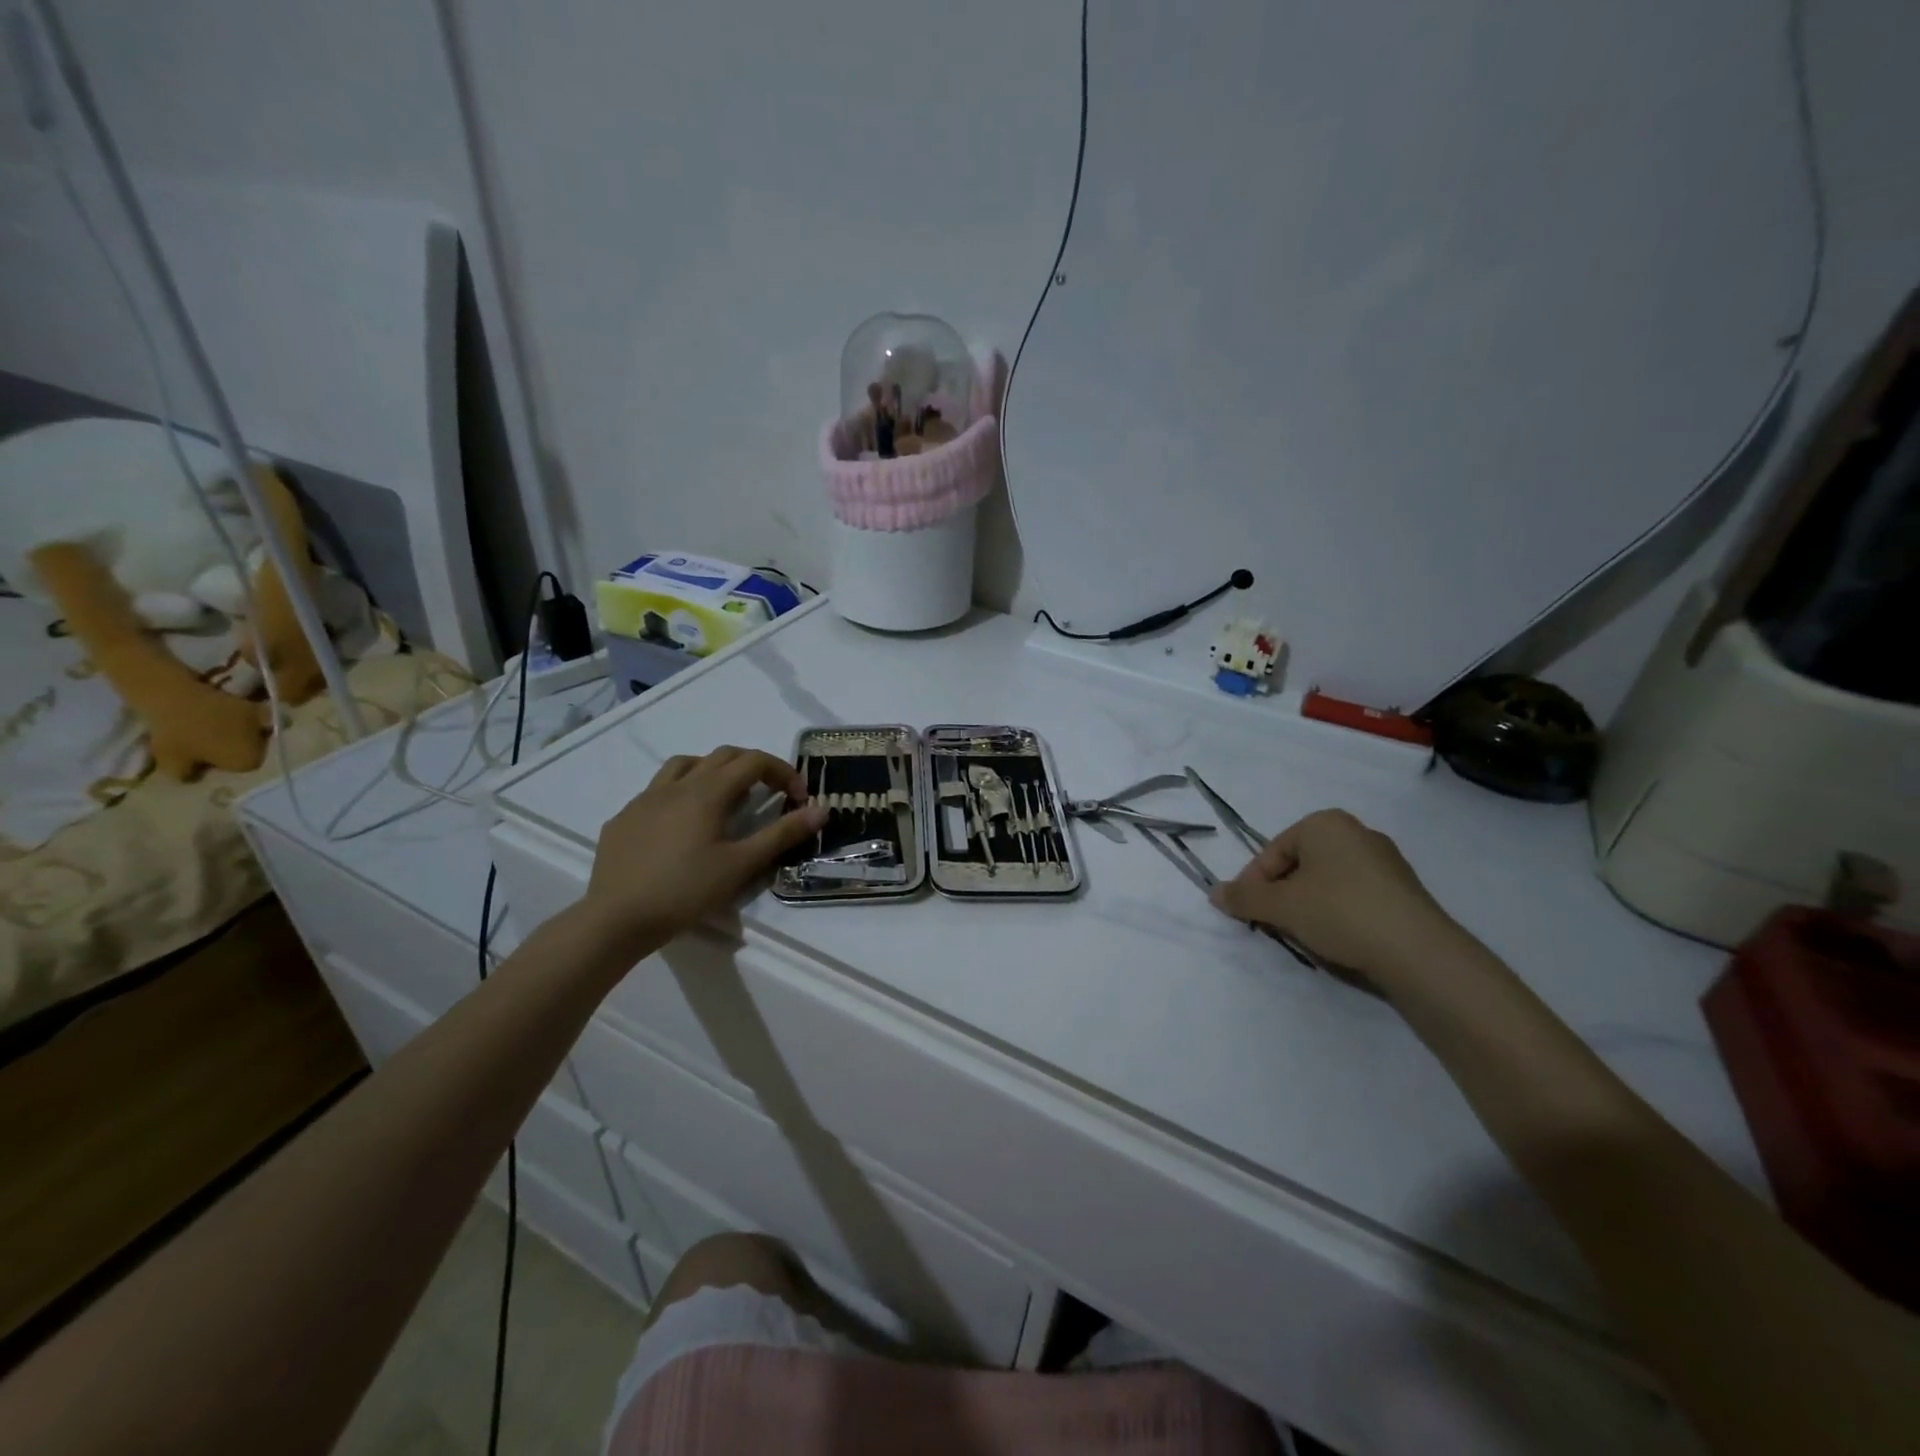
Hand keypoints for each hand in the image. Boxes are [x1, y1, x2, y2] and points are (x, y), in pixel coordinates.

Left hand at [581, 746, 826, 954]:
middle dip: (753, 767)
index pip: (754, 762)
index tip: (798, 798)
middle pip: (722, 756)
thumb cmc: (684, 891)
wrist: (615, 919)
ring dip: (713, 771)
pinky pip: (657, 791)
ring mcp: (644, 799)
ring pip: (685, 765)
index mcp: (707, 792)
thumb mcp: (741, 865)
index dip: (782, 772)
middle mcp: (676, 785)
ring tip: (725, 798)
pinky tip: (681, 825)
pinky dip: (681, 794)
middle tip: (770, 793)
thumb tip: (821, 810)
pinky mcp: (623, 818)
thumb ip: (782, 834)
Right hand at [1209, 809, 1467, 988]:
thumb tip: (1214, 893)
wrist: (1418, 951)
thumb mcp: (1281, 906)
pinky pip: (1355, 895)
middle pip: (1299, 864)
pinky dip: (1338, 912)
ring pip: (1327, 881)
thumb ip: (1244, 898)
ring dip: (1308, 904)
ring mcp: (1385, 861)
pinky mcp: (1404, 890)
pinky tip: (1338, 938)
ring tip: (1304, 934)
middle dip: (1281, 893)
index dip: (1253, 883)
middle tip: (1273, 923)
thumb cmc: (1340, 912)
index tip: (1247, 912)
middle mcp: (1356, 832)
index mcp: (1324, 823)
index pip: (1272, 852)